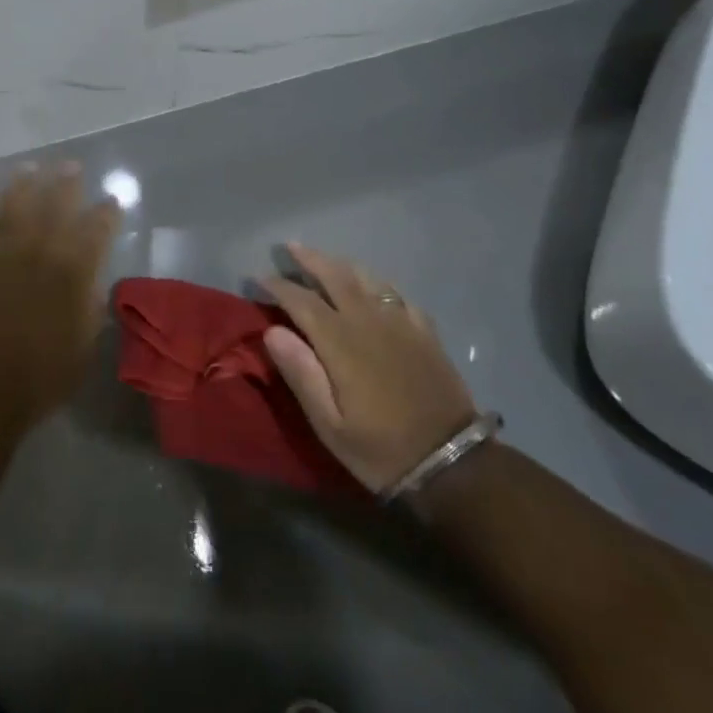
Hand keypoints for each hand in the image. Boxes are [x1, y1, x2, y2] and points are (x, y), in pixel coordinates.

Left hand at [0, 163, 120, 428]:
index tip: (112, 200)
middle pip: (57, 206)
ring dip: (24, 181)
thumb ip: (89, 310)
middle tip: (71, 165)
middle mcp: (40, 252)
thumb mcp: (82, 351)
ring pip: (15, 203)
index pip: (97, 231)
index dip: (107, 212)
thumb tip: (92, 283)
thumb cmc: (36, 382)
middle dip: (67, 183)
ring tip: (30, 165)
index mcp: (73, 275)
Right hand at [258, 244, 476, 494]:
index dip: (278, 286)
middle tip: (289, 248)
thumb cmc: (382, 449)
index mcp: (341, 342)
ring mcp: (401, 323)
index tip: (259, 278)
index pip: (302, 301)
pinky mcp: (425, 333)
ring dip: (341, 264)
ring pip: (367, 278)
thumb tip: (272, 330)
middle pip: (336, 276)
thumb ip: (301, 374)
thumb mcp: (330, 425)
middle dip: (309, 259)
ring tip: (325, 259)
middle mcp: (369, 321)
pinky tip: (374, 287)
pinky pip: (397, 294)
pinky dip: (378, 283)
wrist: (453, 465)